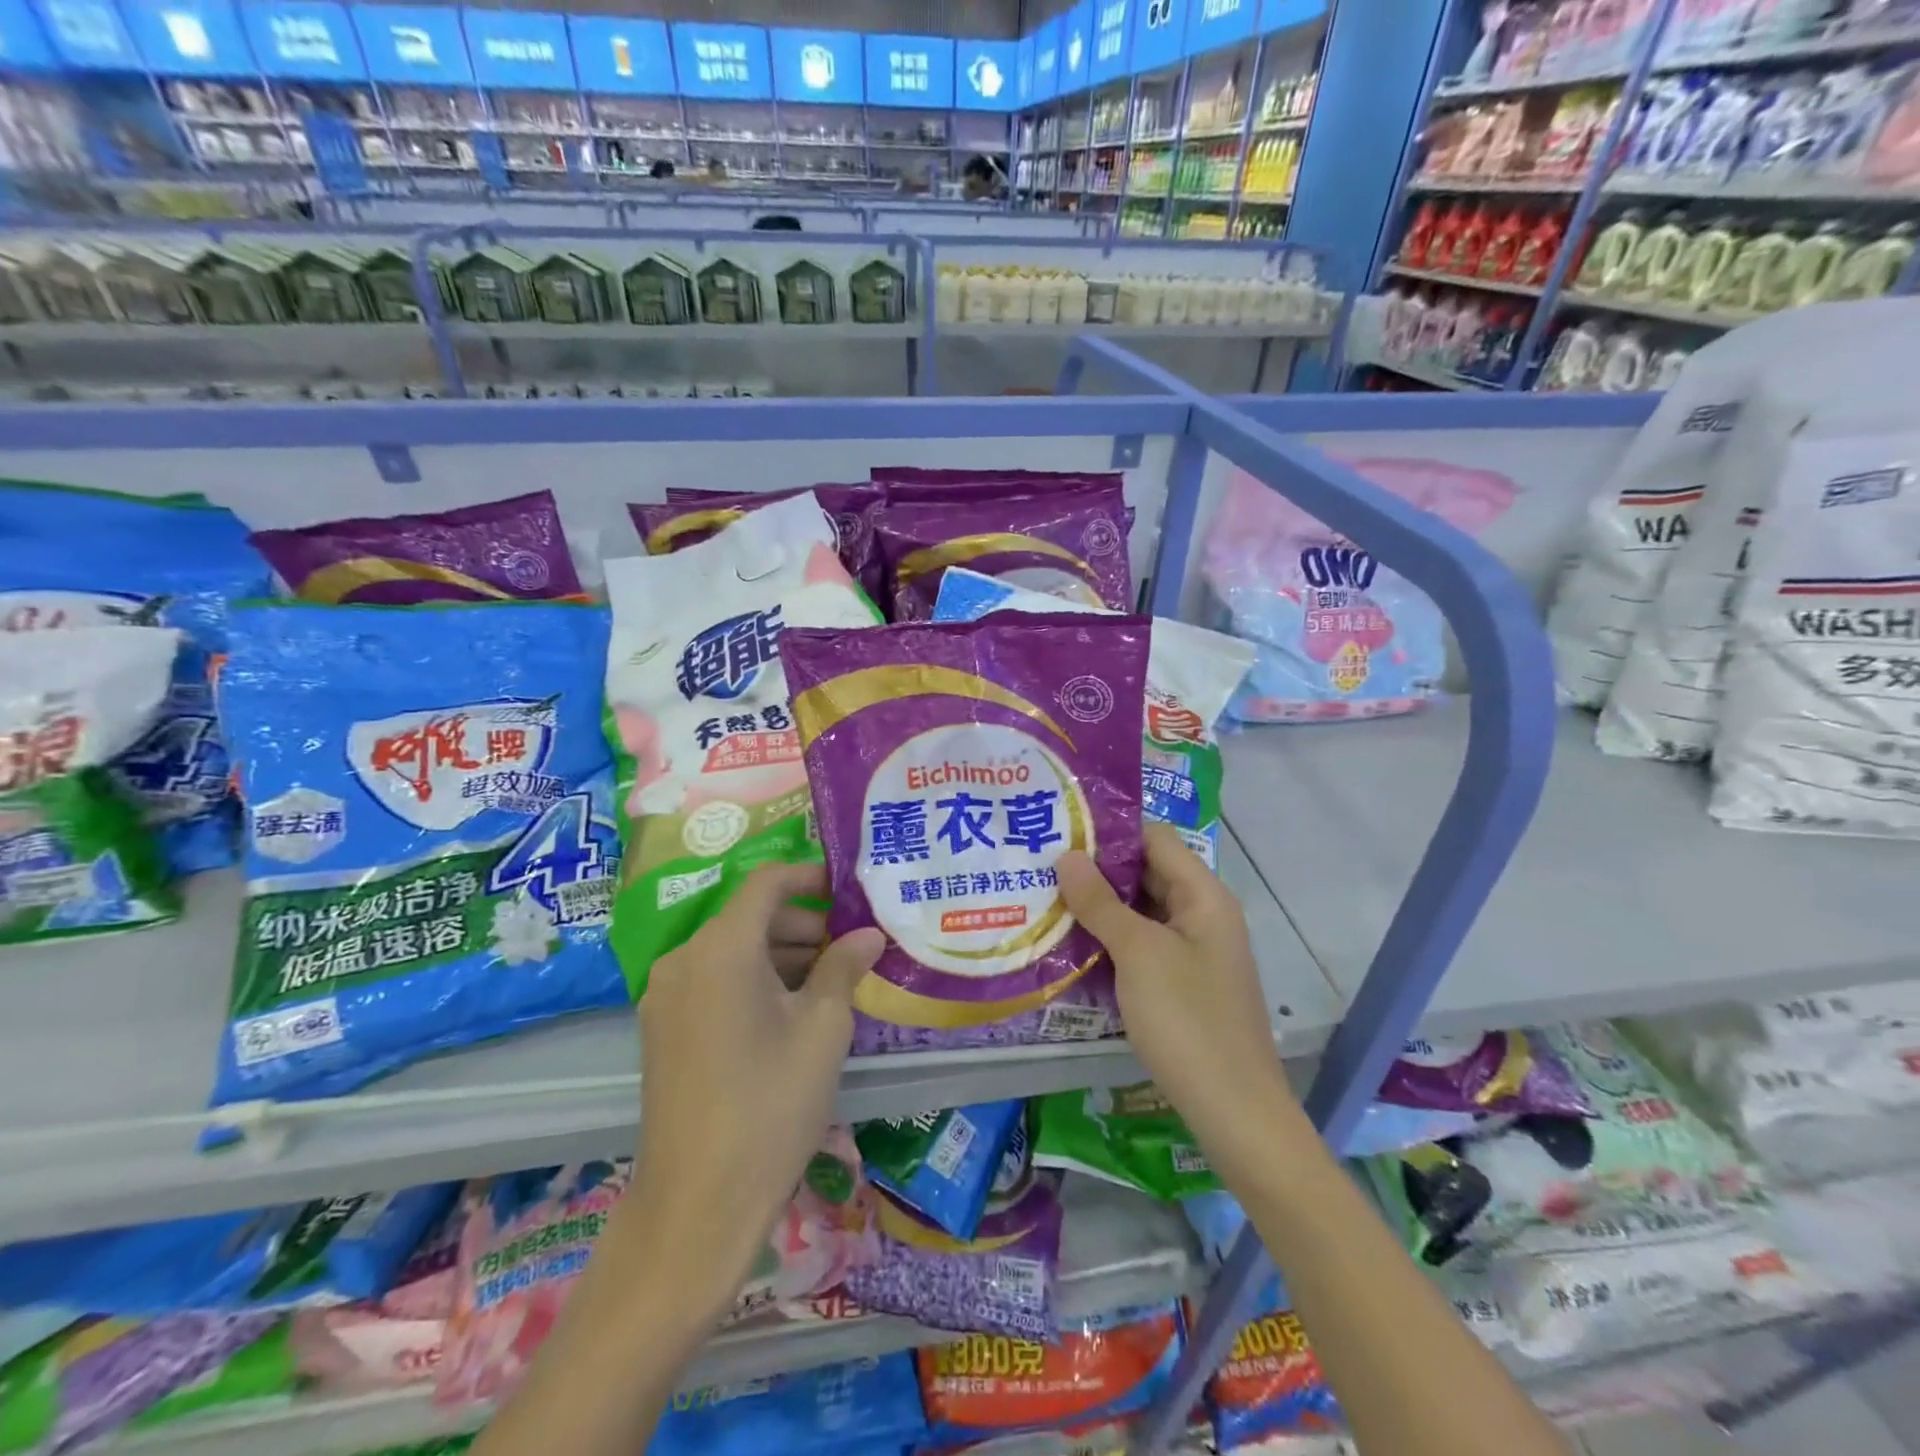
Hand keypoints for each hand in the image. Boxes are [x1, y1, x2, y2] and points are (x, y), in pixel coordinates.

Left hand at [625, 862, 884, 1321]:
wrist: (697, 1204)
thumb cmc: (771, 1104)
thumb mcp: (822, 1029)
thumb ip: (844, 967)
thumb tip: (868, 935)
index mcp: (721, 948)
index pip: (767, 883)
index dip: (810, 877)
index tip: (848, 890)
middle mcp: (684, 959)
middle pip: (749, 916)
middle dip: (802, 922)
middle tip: (850, 946)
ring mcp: (666, 996)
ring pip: (731, 950)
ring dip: (780, 952)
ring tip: (830, 979)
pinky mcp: (663, 1029)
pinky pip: (714, 980)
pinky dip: (753, 979)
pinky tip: (791, 1009)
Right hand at [1057, 824, 1301, 1180]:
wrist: (1234, 1111)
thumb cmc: (1188, 1020)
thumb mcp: (1138, 953)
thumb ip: (1100, 902)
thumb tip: (1067, 855)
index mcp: (1203, 895)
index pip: (1154, 838)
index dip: (1110, 830)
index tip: (1060, 831)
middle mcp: (1202, 914)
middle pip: (1146, 872)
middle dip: (1097, 870)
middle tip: (1041, 866)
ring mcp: (1193, 951)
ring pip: (1141, 911)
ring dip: (1099, 907)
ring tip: (1046, 900)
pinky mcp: (1182, 983)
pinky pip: (1142, 946)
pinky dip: (1111, 940)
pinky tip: (1071, 946)